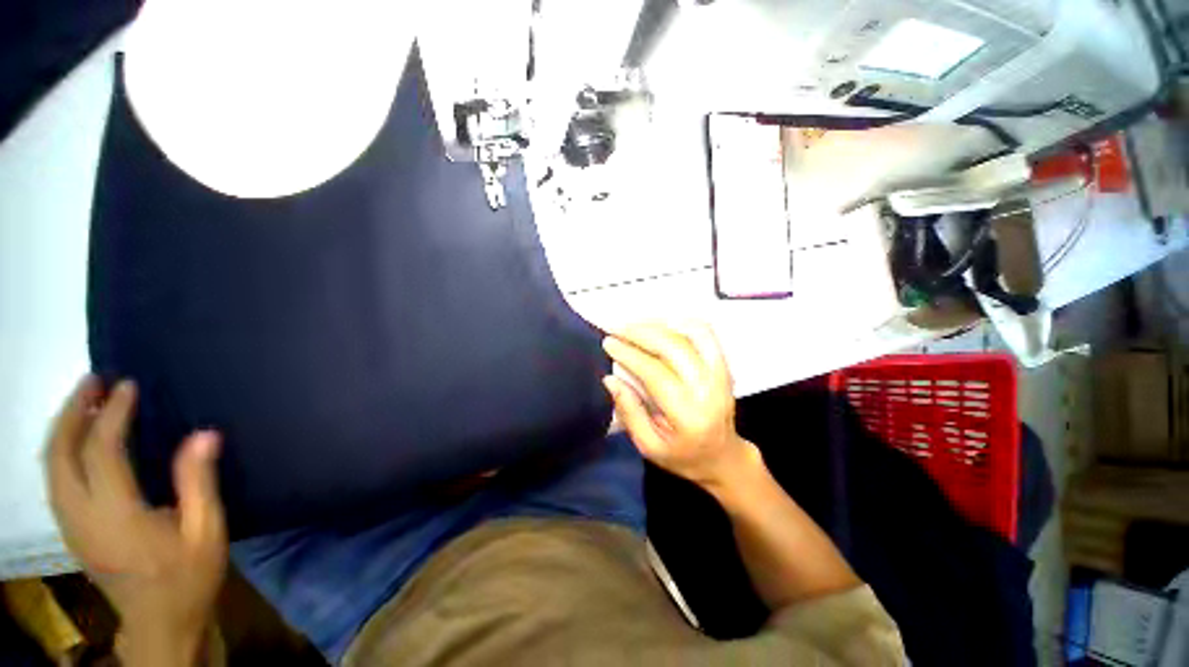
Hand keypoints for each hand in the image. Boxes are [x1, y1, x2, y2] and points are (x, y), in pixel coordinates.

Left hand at [46, 376, 226, 662]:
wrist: (159, 622)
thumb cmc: (188, 575)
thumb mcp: (206, 531)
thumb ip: (199, 482)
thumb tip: (204, 434)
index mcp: (116, 515)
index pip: (101, 451)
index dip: (112, 414)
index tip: (127, 386)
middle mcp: (81, 515)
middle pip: (59, 454)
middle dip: (71, 412)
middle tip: (92, 381)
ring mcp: (70, 524)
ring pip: (49, 466)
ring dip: (61, 428)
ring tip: (82, 401)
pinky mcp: (70, 530)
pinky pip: (54, 480)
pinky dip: (60, 450)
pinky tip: (76, 441)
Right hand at [602, 322, 758, 491]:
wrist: (723, 456)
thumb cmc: (683, 456)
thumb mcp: (649, 446)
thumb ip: (629, 411)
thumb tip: (610, 378)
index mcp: (688, 415)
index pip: (655, 372)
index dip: (629, 354)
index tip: (608, 342)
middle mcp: (708, 389)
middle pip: (673, 347)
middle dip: (640, 333)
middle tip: (617, 330)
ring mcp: (720, 373)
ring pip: (691, 333)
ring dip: (660, 325)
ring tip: (636, 327)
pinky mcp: (724, 365)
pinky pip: (704, 334)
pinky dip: (681, 323)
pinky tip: (660, 327)